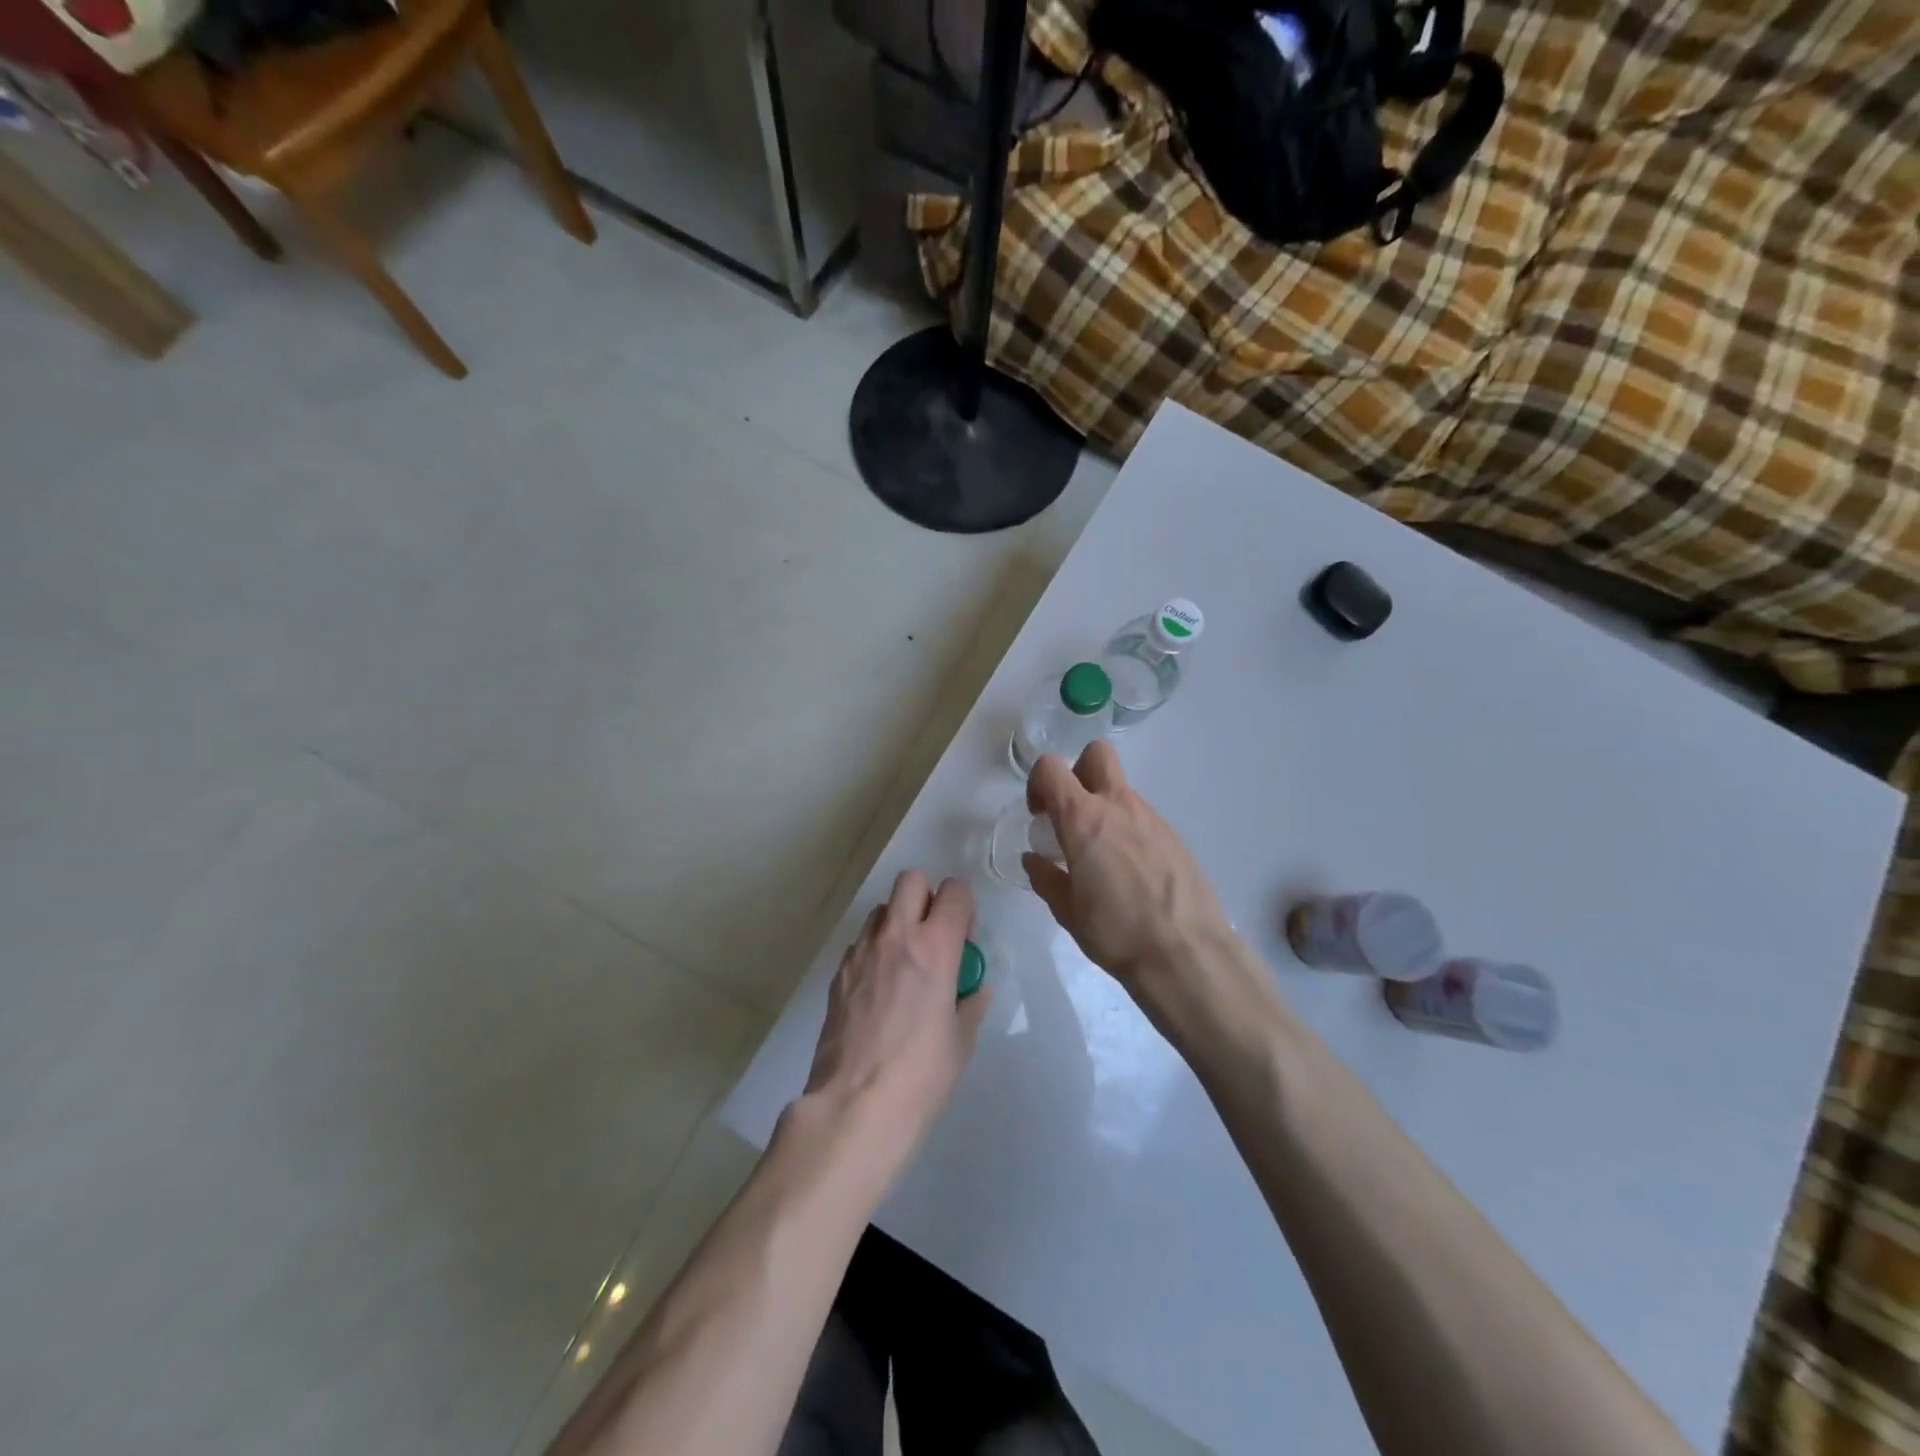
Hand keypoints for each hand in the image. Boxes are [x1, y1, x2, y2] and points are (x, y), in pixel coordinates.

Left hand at [803, 871, 987, 1164]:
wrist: (854, 1105)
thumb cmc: (920, 1076)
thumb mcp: (961, 1040)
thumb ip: (970, 1003)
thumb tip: (973, 988)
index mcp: (935, 947)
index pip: (954, 891)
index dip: (964, 906)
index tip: (964, 937)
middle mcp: (896, 937)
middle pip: (911, 880)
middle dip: (927, 897)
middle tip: (934, 936)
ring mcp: (861, 952)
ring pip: (882, 909)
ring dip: (898, 921)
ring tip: (905, 962)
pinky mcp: (838, 973)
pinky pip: (861, 942)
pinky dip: (875, 950)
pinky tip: (880, 989)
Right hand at [1024, 742, 1234, 1023]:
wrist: (1186, 953)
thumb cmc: (1116, 932)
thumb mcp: (1067, 911)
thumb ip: (1046, 878)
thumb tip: (1035, 860)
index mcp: (1083, 819)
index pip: (1051, 767)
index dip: (1037, 783)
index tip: (1039, 815)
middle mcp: (1118, 806)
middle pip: (1097, 754)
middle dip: (1078, 771)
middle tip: (1072, 814)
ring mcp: (1152, 818)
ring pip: (1122, 790)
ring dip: (1105, 809)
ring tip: (1102, 858)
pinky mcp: (1175, 837)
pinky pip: (1143, 819)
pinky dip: (1129, 832)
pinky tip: (1131, 874)